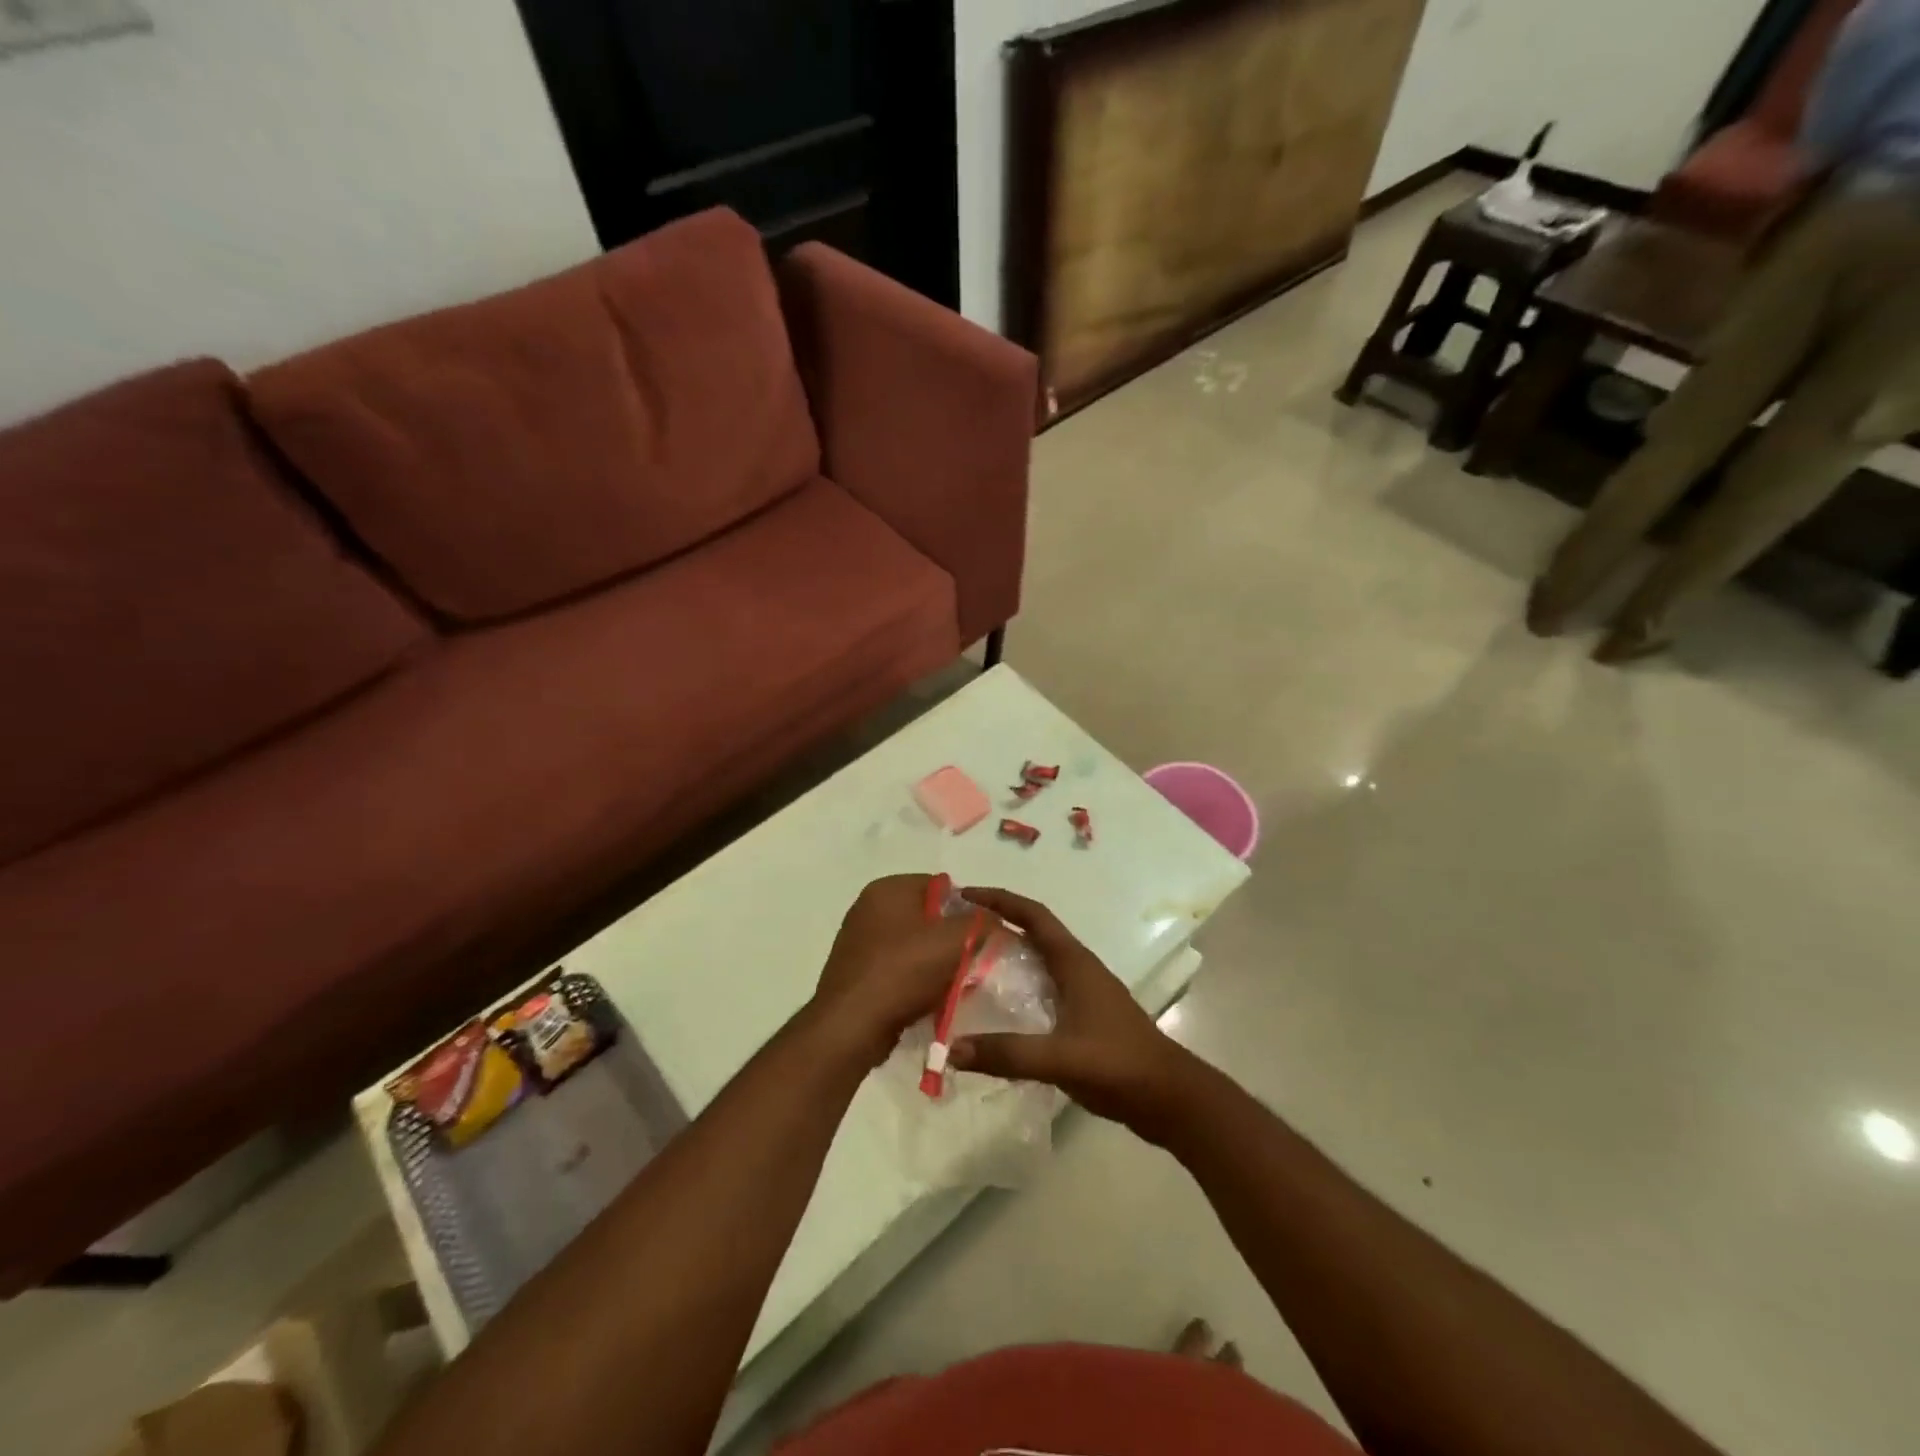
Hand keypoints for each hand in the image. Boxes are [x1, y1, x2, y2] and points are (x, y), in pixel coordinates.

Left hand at [808, 875, 976, 1068]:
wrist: (851, 1026)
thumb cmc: (903, 972)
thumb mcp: (955, 941)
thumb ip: (981, 923)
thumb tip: (993, 919)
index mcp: (888, 889)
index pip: (941, 885)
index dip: (967, 908)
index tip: (983, 935)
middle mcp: (869, 907)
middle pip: (927, 915)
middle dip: (951, 937)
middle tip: (972, 960)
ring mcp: (859, 940)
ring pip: (913, 944)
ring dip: (935, 961)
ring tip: (953, 983)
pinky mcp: (856, 971)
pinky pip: (897, 967)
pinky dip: (915, 979)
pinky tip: (928, 999)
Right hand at [948, 888, 1195, 1135]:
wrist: (1170, 1097)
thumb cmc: (1119, 1064)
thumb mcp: (1062, 1058)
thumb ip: (1009, 1054)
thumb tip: (952, 1050)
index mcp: (1074, 962)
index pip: (1033, 915)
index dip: (999, 900)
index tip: (965, 895)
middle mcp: (1077, 969)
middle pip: (1031, 933)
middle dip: (996, 926)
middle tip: (955, 933)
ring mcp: (1083, 993)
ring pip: (1036, 962)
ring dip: (1005, 958)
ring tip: (965, 968)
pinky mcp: (1084, 1017)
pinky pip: (1042, 989)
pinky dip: (1016, 989)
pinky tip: (996, 1011)